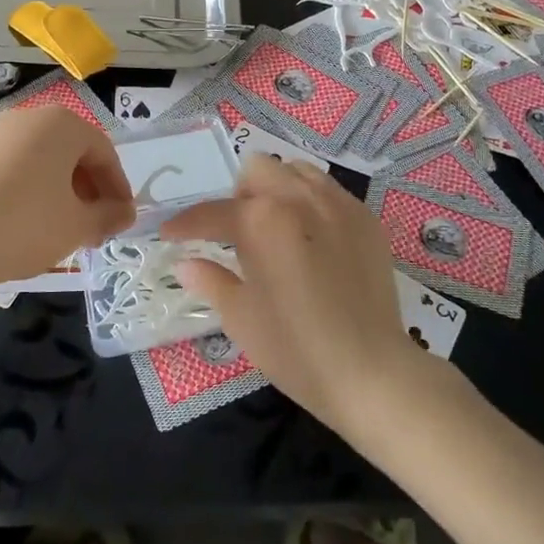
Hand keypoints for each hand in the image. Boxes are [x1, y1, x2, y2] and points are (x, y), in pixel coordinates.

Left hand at [0, 107, 133, 293]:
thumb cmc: (21, 226)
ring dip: (60, 190)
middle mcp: (30, 116)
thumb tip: (125, 213)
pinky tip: (23, 221)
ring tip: (60, 228)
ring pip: (43, 159)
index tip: (120, 219)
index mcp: (62, 124)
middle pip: (73, 152)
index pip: (104, 153)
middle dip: (89, 190)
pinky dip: (29, 188)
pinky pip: (14, 165)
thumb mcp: (76, 226)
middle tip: (93, 228)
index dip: (118, 188)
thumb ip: (108, 216)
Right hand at [161, 156, 423, 435]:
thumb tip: (186, 263)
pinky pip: (329, 191)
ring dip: (276, 190)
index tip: (171, 234)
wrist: (372, 372)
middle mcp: (299, 198)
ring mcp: (338, 205)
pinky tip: (311, 240)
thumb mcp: (241, 318)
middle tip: (236, 234)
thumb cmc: (296, 349)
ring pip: (296, 172)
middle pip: (257, 170)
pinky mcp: (366, 219)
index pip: (212, 212)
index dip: (185, 224)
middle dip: (237, 196)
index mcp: (262, 220)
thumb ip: (210, 280)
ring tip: (275, 229)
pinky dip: (310, 203)